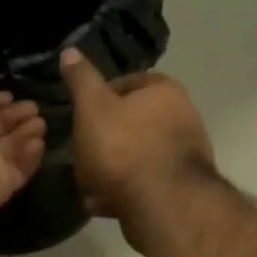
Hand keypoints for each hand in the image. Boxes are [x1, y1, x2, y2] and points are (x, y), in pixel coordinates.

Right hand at [60, 47, 213, 242]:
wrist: (162, 204)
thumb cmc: (123, 147)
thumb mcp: (93, 108)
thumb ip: (81, 80)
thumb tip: (70, 51)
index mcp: (165, 91)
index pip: (126, 84)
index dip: (99, 100)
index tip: (81, 118)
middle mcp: (184, 118)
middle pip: (131, 124)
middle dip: (103, 142)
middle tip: (80, 156)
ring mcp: (186, 155)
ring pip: (135, 157)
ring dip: (109, 171)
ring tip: (89, 187)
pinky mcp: (183, 189)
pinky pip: (145, 184)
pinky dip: (125, 191)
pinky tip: (105, 204)